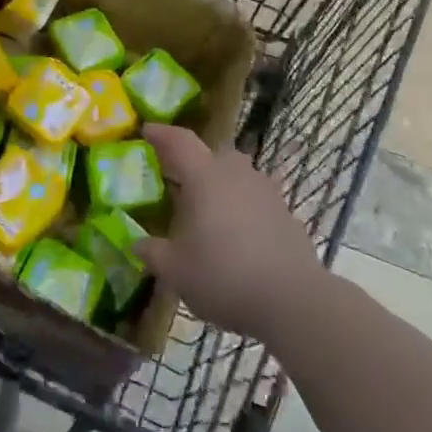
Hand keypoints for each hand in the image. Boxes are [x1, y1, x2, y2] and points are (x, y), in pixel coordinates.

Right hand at [135, 124, 321, 340]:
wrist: (293, 301)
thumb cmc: (223, 276)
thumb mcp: (175, 270)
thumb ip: (153, 252)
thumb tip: (138, 243)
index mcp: (204, 177)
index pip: (179, 141)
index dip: (161, 134)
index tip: (147, 131)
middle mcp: (236, 174)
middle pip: (213, 154)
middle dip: (195, 162)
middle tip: (178, 180)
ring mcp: (267, 191)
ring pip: (239, 175)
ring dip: (222, 184)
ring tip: (209, 210)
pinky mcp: (287, 214)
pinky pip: (258, 200)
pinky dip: (244, 208)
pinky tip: (239, 235)